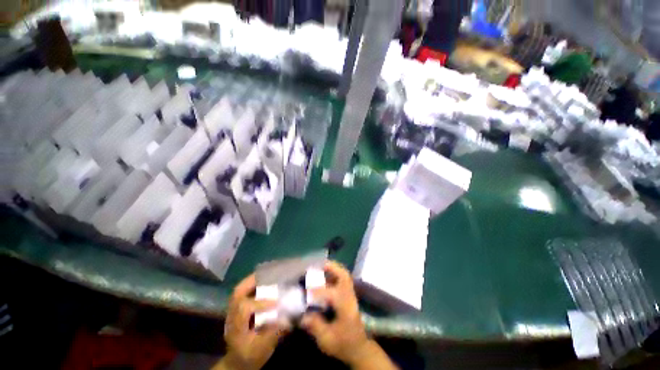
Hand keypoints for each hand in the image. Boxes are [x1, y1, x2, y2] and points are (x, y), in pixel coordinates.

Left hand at [214, 274, 287, 369]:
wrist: (237, 362)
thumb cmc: (249, 356)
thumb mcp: (262, 349)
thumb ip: (274, 334)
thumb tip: (289, 318)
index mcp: (237, 327)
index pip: (245, 309)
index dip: (261, 303)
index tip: (277, 303)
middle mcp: (232, 315)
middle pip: (238, 293)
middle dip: (252, 281)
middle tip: (268, 274)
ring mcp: (233, 311)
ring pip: (239, 290)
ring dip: (253, 280)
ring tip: (267, 274)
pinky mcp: (237, 309)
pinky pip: (244, 292)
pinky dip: (253, 284)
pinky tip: (264, 282)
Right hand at [301, 261, 397, 369]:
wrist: (359, 348)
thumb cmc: (344, 345)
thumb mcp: (327, 340)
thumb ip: (316, 326)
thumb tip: (303, 315)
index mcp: (345, 308)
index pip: (332, 294)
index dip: (318, 291)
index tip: (305, 290)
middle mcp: (349, 298)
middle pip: (344, 276)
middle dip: (332, 268)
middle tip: (319, 264)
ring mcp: (350, 295)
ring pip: (344, 276)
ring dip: (334, 269)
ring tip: (321, 266)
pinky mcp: (349, 296)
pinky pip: (342, 280)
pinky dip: (334, 274)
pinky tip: (325, 276)